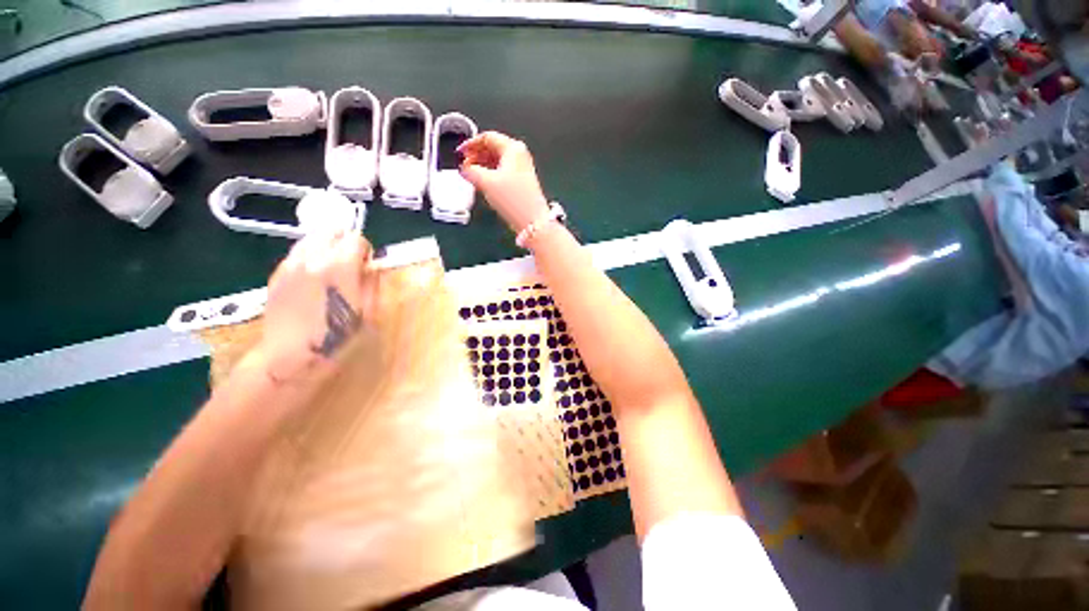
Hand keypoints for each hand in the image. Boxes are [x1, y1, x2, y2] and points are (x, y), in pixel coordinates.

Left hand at [257, 230, 375, 383]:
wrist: (291, 356)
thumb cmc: (337, 338)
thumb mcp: (368, 312)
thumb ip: (372, 283)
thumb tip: (372, 267)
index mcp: (340, 267)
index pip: (356, 239)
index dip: (365, 251)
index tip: (366, 267)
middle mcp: (313, 258)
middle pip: (331, 230)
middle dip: (344, 242)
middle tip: (350, 264)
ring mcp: (291, 264)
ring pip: (312, 238)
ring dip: (326, 247)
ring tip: (330, 270)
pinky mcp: (277, 274)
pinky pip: (297, 253)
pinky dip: (309, 257)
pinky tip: (313, 280)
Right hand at [458, 131, 549, 233]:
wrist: (532, 220)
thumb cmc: (513, 199)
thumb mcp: (486, 182)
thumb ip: (471, 171)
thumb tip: (465, 169)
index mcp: (513, 148)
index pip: (488, 137)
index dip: (471, 143)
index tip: (460, 153)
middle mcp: (520, 155)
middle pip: (494, 148)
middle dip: (476, 155)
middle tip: (465, 165)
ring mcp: (523, 169)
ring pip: (498, 161)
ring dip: (483, 166)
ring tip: (472, 175)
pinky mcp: (523, 182)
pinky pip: (504, 172)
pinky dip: (492, 174)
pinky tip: (484, 183)